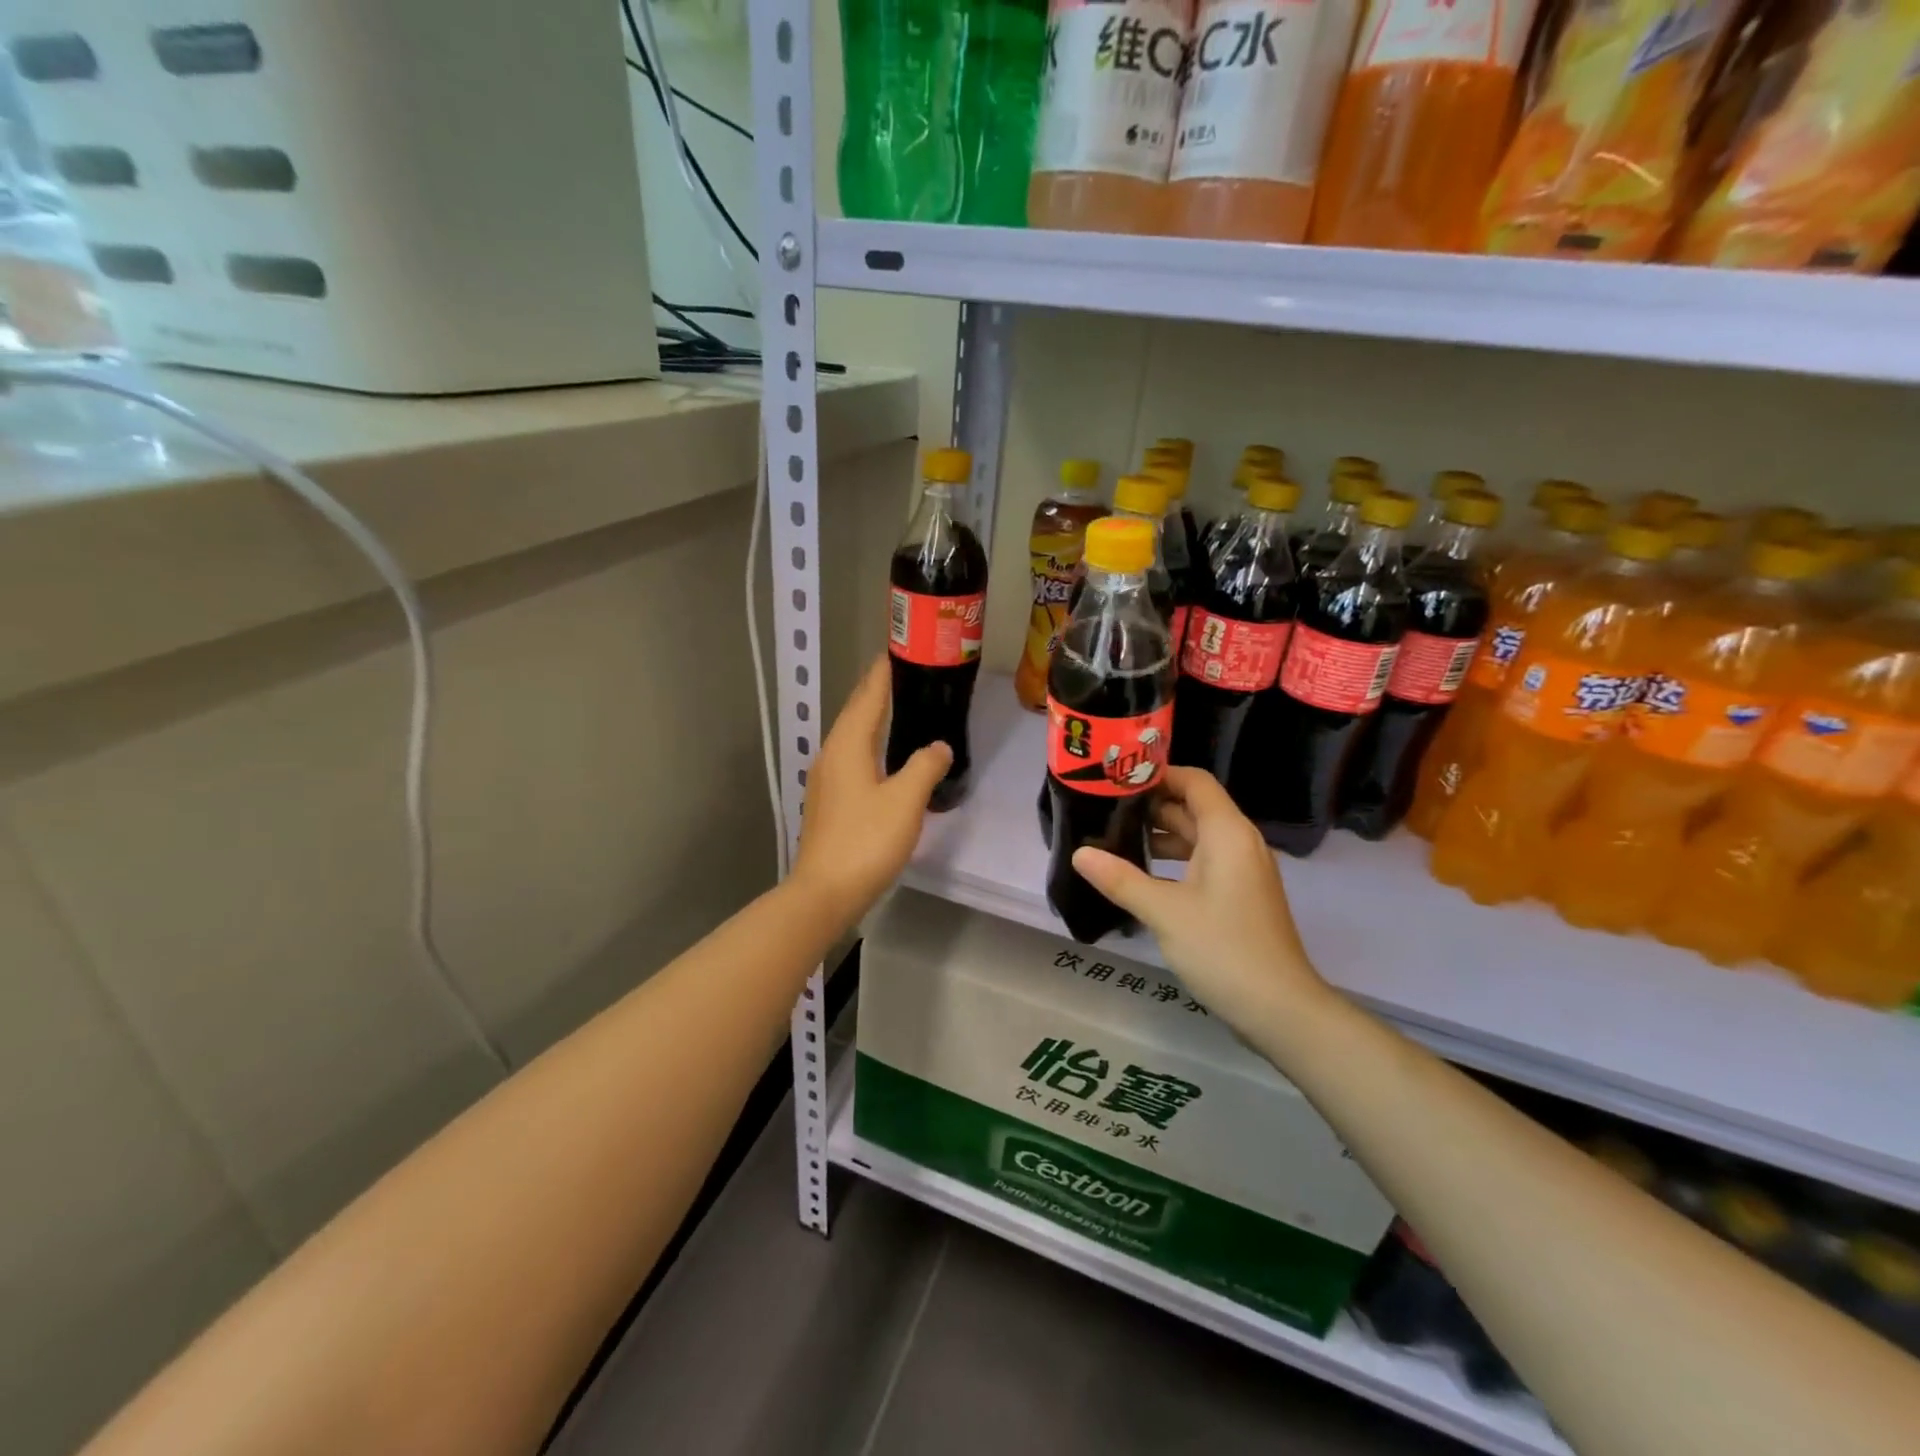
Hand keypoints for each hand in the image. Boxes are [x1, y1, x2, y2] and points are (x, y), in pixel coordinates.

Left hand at [792, 656, 951, 924]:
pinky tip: (885, 753)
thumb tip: (939, 746)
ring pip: (853, 734)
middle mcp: (832, 753)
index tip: (901, 649)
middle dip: (879, 688)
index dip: (885, 672)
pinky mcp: (830, 799)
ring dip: (874, 715)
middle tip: (908, 672)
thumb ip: (925, 766)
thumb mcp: (905, 801)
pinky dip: (870, 741)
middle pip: (857, 710)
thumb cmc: (866, 840)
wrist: (825, 892)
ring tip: (900, 705)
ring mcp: (827, 777)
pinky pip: (852, 755)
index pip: (869, 695)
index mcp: (848, 744)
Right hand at [1071, 767, 1326, 1035]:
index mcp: (1227, 833)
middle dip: (1150, 806)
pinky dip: (1173, 861)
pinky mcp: (1239, 894)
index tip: (1116, 780)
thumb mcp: (1164, 912)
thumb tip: (1078, 853)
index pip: (1193, 782)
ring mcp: (1241, 870)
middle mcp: (1238, 842)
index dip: (1158, 775)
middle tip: (1103, 809)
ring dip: (1159, 836)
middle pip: (1192, 807)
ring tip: (1113, 839)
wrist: (1280, 1009)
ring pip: (1196, 837)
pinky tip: (1140, 875)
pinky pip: (1203, 862)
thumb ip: (1120, 879)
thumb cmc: (1223, 949)